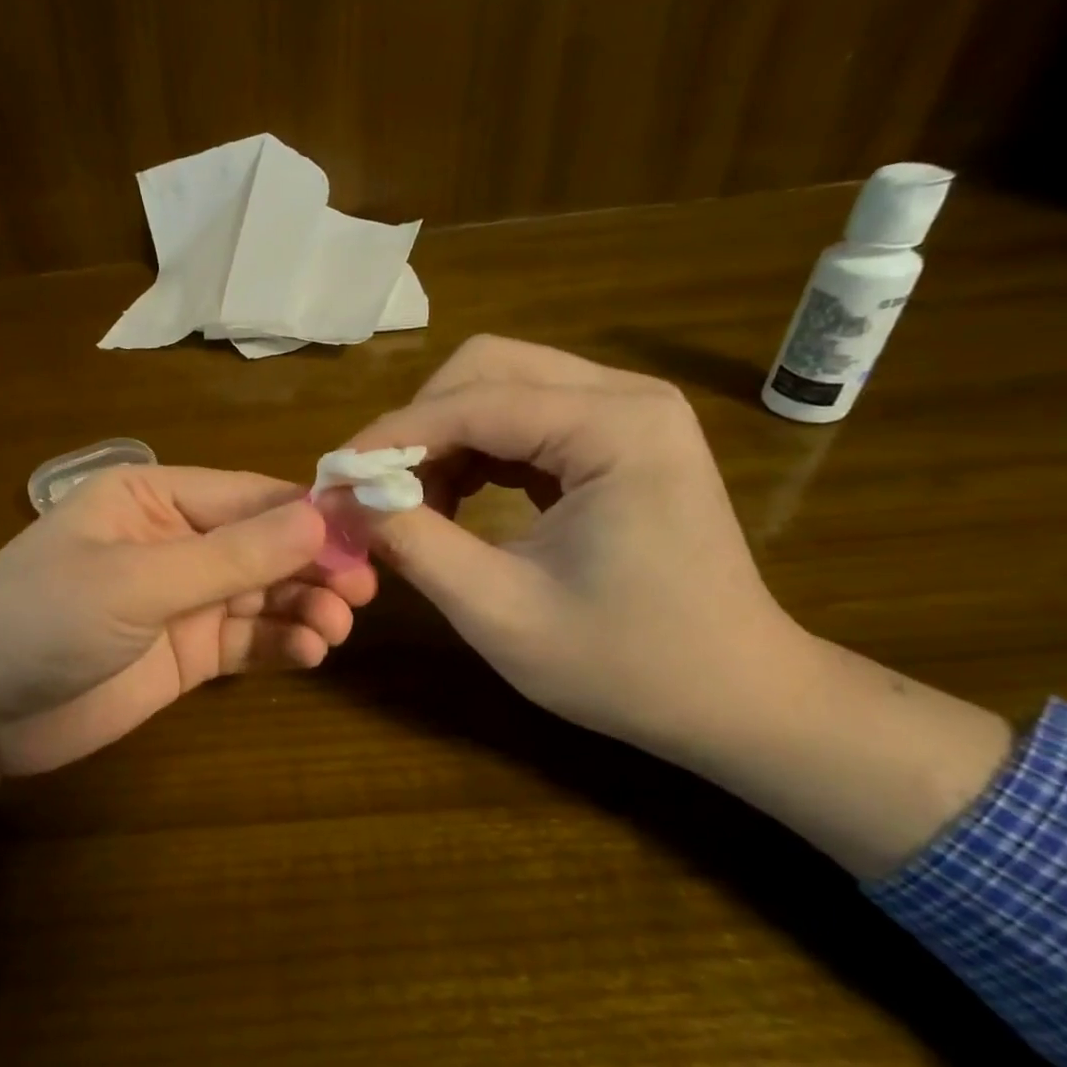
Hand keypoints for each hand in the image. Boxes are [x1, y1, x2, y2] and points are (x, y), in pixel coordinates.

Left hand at [0, 465, 376, 850]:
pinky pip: (248, 641)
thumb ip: (229, 556)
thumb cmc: (41, 620)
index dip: (309, 513)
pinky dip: (282, 644)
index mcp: (153, 498)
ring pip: (263, 594)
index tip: (369, 533)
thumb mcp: (136, 582)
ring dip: (304, 606)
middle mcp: (173, 541)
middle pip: (263, 544)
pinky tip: (310, 652)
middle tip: (363, 591)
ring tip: (336, 629)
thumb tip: (320, 518)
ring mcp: (181, 601)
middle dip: (313, 564)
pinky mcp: (185, 654)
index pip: (249, 495)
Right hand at [345, 336, 1009, 875]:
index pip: (474, 400)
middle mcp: (626, 398)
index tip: (334, 476)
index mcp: (614, 429)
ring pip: (499, 387)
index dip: (392, 435)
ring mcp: (627, 416)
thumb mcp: (499, 612)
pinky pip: (522, 420)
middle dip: (418, 426)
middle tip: (380, 492)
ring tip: (415, 507)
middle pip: (486, 369)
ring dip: (442, 439)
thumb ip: (414, 544)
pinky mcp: (618, 441)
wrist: (733, 697)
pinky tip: (456, 502)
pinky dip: (474, 452)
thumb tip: (346, 500)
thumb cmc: (624, 665)